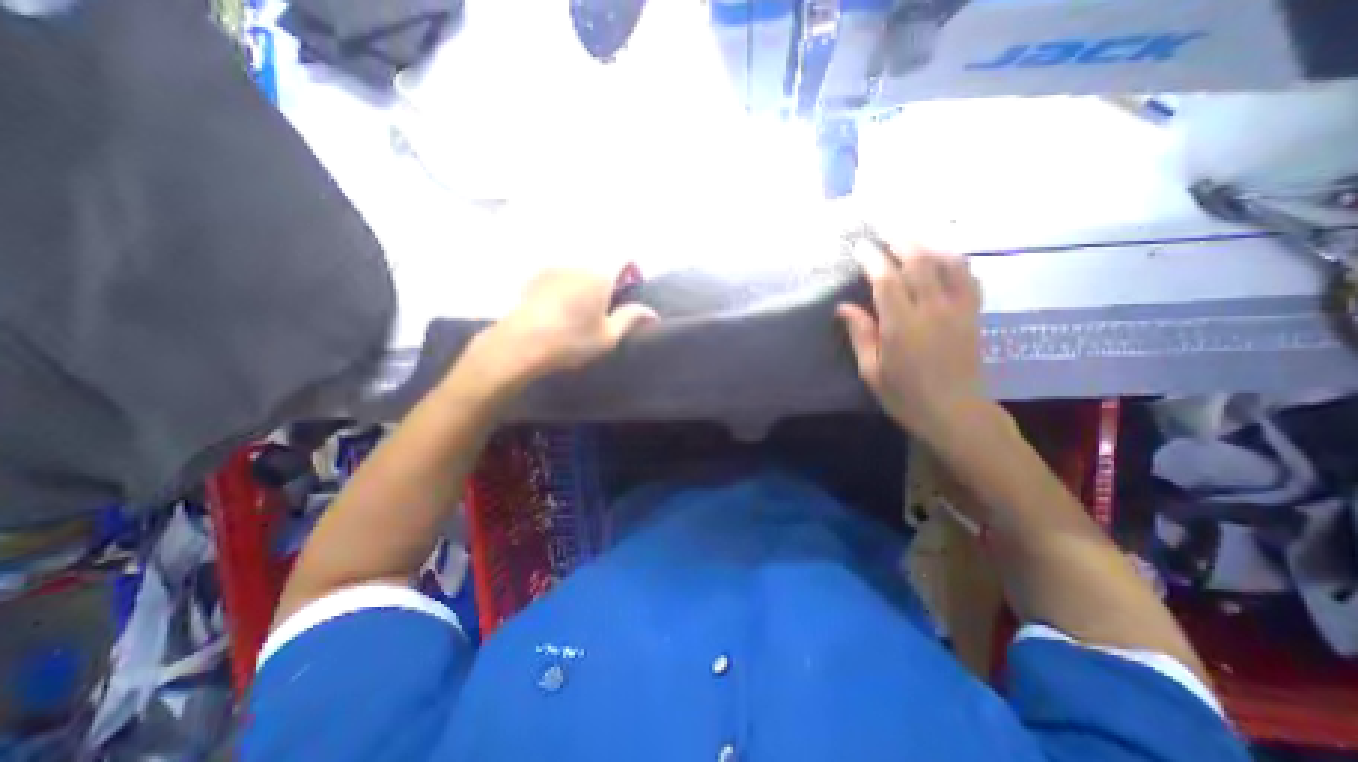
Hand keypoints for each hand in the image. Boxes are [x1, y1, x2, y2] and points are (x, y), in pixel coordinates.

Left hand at [466, 268, 658, 386]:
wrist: (521, 344)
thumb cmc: (571, 340)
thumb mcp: (609, 336)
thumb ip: (631, 318)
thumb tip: (652, 313)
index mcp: (600, 274)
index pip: (624, 257)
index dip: (631, 269)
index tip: (629, 288)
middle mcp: (577, 263)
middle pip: (600, 261)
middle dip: (608, 277)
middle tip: (607, 303)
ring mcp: (553, 268)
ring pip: (579, 267)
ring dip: (587, 280)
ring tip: (583, 307)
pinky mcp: (535, 277)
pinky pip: (560, 274)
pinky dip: (567, 283)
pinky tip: (561, 307)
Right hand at [841, 237, 987, 441]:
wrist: (955, 413)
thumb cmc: (905, 396)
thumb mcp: (872, 371)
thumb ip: (860, 334)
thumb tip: (844, 306)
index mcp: (902, 325)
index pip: (887, 280)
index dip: (872, 258)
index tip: (860, 246)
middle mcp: (933, 310)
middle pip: (919, 262)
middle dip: (900, 242)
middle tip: (884, 234)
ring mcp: (958, 309)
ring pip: (947, 263)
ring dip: (927, 245)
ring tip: (910, 239)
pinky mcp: (973, 313)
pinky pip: (967, 276)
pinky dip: (953, 260)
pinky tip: (942, 258)